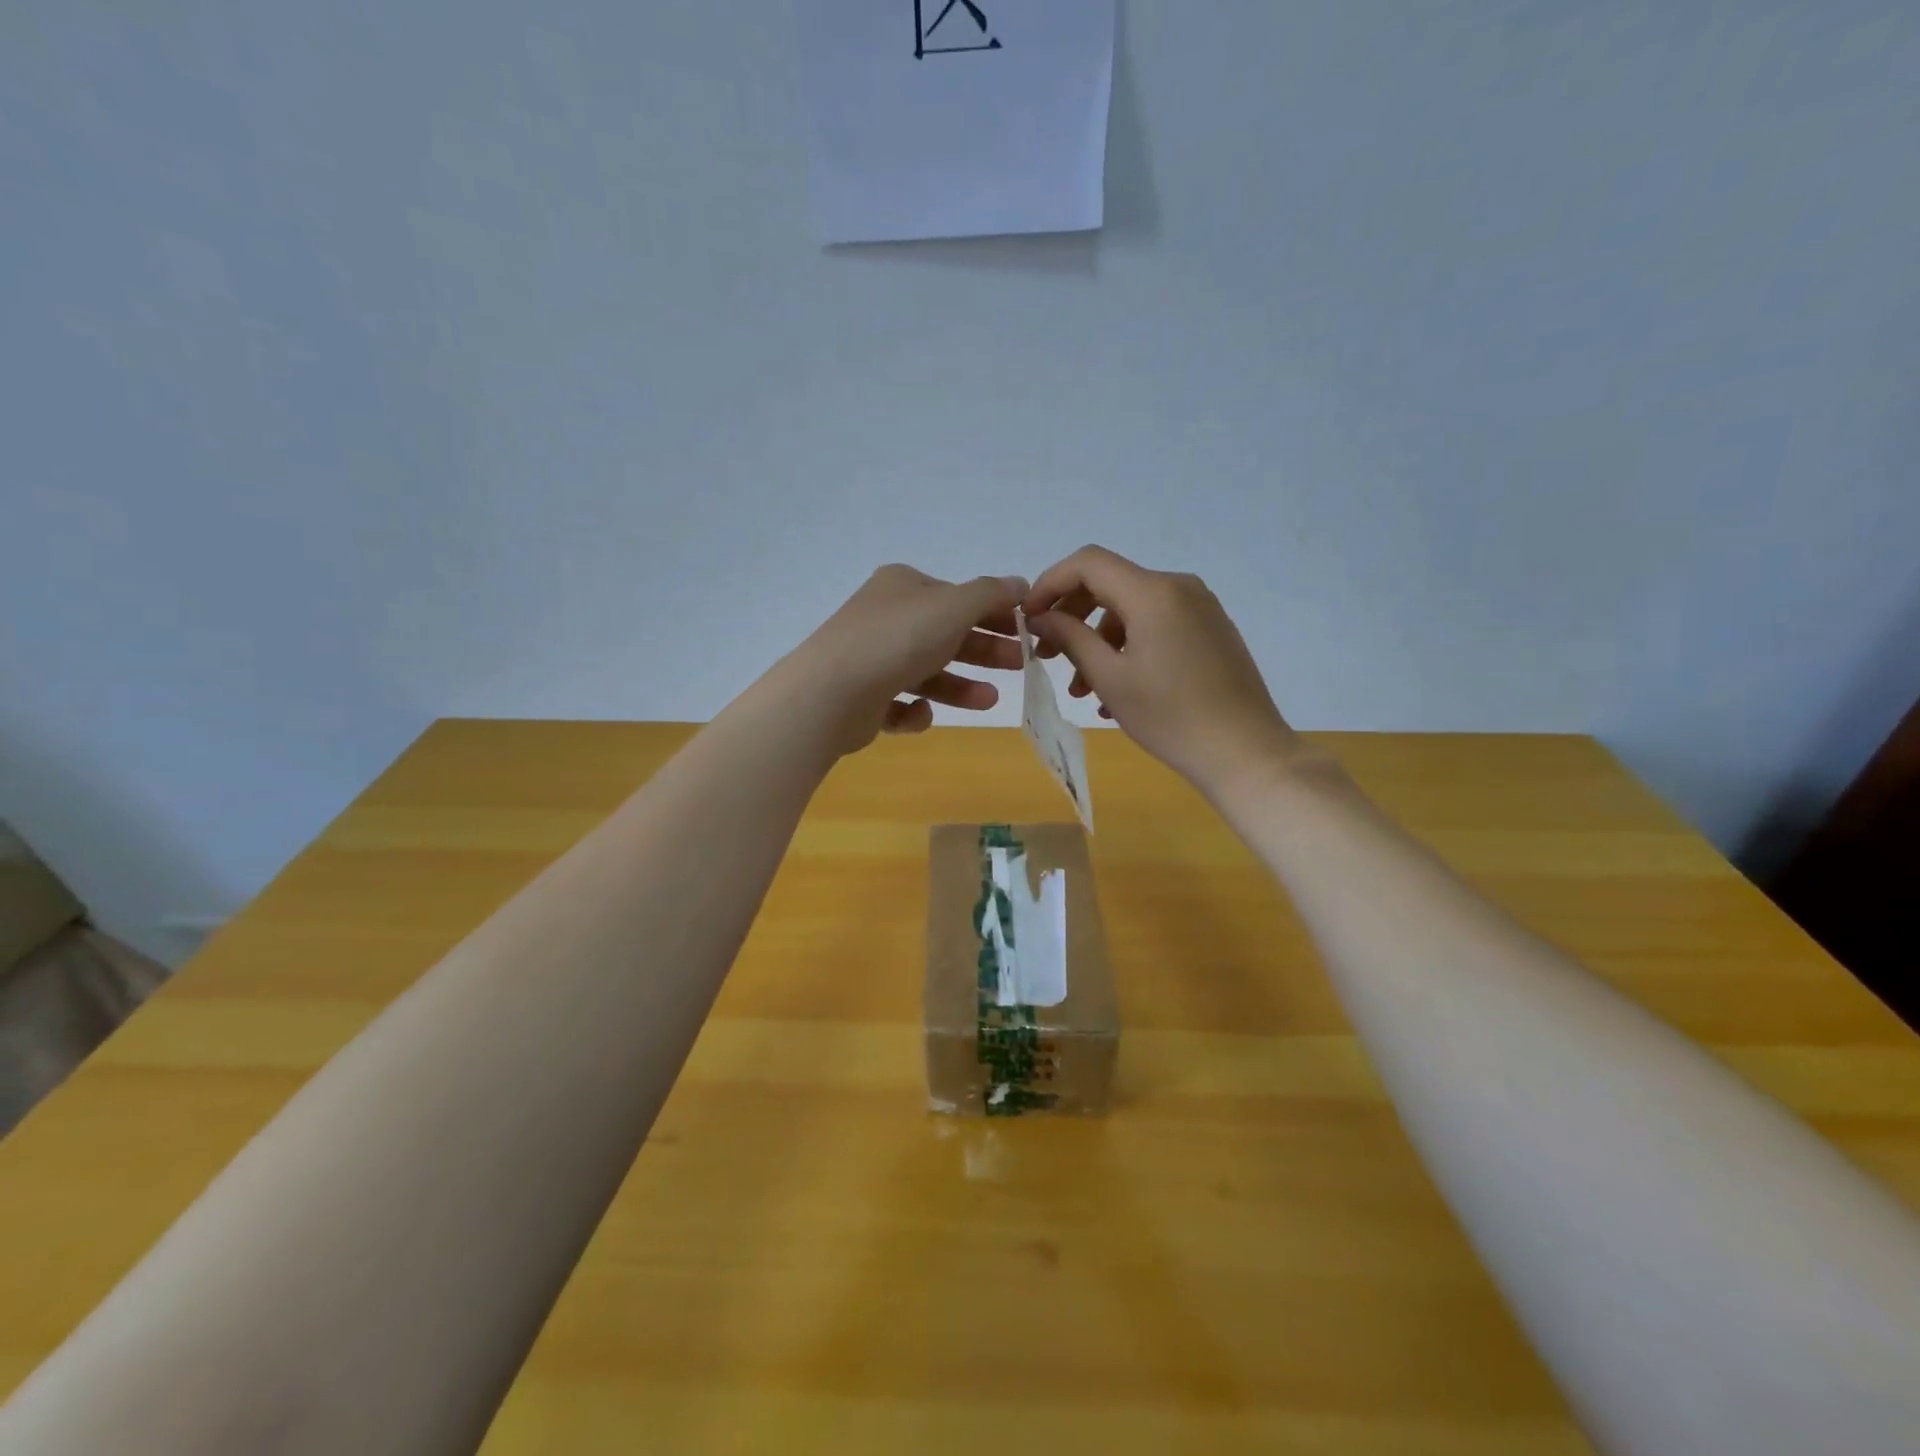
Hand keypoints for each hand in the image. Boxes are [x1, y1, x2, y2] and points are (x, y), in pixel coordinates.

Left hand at [781, 564, 1028, 758]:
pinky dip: (916, 709)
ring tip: (989, 701)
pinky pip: (899, 702)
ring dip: (960, 686)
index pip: (957, 597)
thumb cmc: (899, 639)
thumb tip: (1020, 583)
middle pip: (946, 634)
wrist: (831, 692)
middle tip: (1020, 665)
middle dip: (984, 650)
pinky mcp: (862, 697)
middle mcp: (886, 617)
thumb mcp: (954, 606)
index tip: (1027, 631)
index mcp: (903, 587)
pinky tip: (922, 712)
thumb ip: (991, 594)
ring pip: (926, 671)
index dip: (995, 613)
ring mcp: (871, 657)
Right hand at [1022, 546, 1300, 797]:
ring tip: (1081, 690)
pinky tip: (1116, 691)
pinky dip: (1127, 647)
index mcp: (1153, 592)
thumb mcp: (1110, 678)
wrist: (1245, 752)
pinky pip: (1157, 624)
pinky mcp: (1211, 629)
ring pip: (1131, 609)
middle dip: (1071, 616)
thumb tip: (1040, 617)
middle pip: (1109, 584)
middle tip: (1047, 655)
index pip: (1088, 563)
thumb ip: (1070, 637)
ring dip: (1098, 641)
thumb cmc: (1171, 717)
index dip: (1050, 584)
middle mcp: (1178, 587)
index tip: (1029, 619)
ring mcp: (1200, 607)